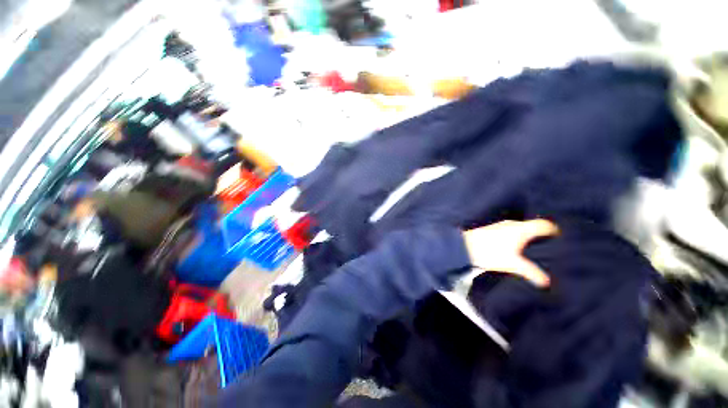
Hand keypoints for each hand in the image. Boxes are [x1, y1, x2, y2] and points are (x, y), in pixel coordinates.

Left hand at [463, 219, 557, 286]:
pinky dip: (516, 236)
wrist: (463, 246)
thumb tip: (546, 282)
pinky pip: (510, 231)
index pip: (544, 225)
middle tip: (549, 246)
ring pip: (520, 228)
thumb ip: (530, 272)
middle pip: (532, 226)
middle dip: (541, 235)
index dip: (554, 230)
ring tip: (533, 248)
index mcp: (521, 229)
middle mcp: (512, 224)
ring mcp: (501, 225)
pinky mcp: (492, 229)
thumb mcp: (512, 264)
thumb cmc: (490, 252)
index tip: (561, 238)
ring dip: (527, 236)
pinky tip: (515, 246)